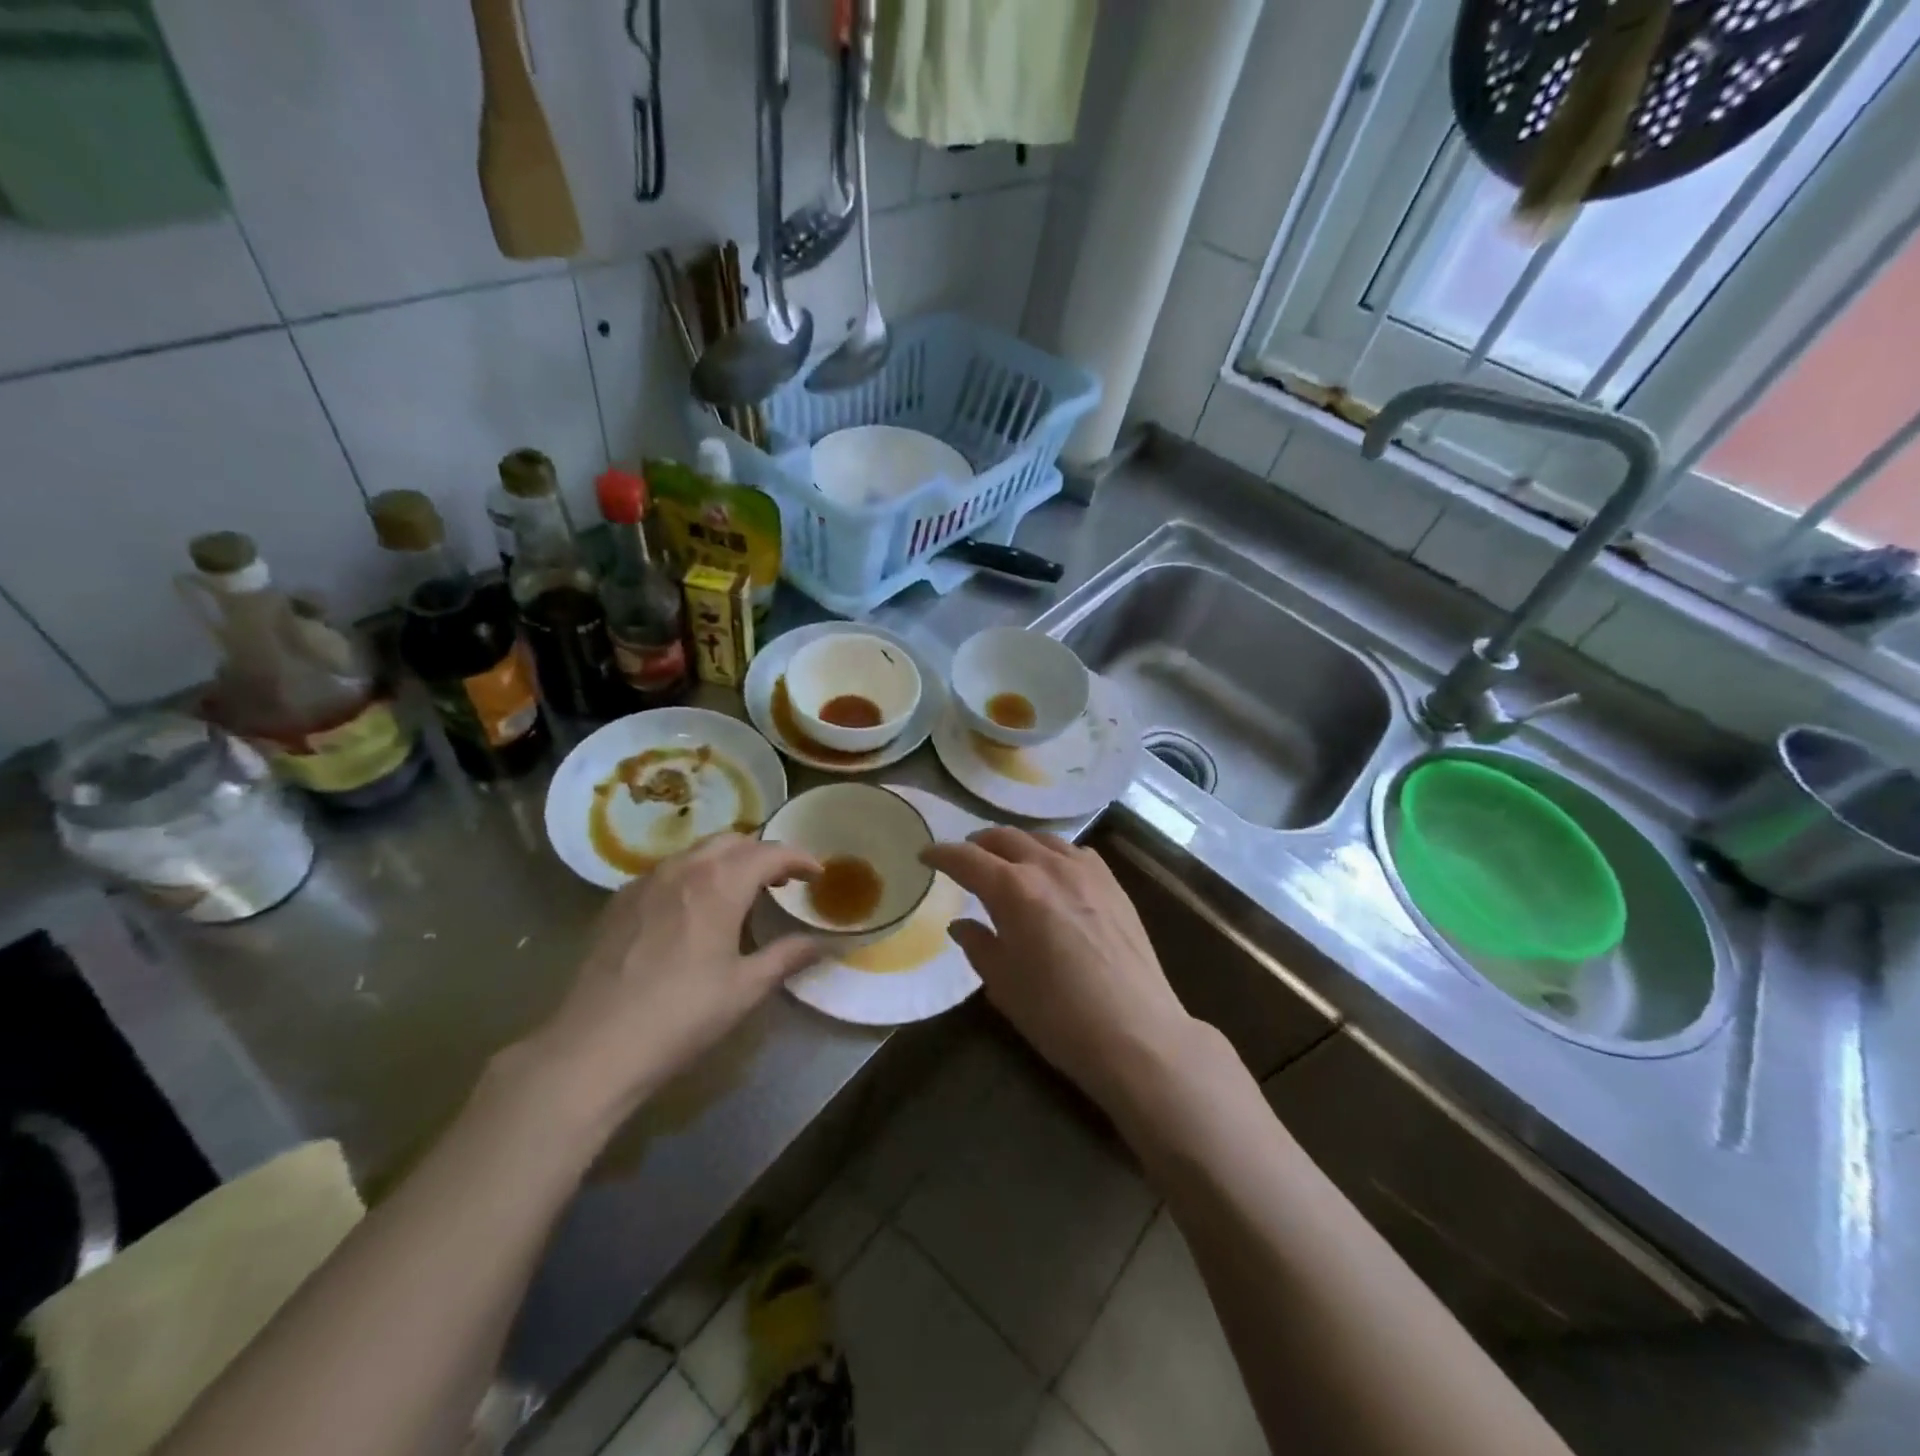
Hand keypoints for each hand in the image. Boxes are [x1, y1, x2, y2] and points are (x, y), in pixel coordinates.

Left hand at [521, 834, 823, 1129]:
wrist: (594, 1047)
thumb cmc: (682, 1016)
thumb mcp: (745, 988)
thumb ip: (788, 956)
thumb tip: (823, 942)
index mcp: (720, 884)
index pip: (770, 852)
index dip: (799, 858)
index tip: (817, 874)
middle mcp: (684, 869)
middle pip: (733, 841)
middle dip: (762, 853)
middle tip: (781, 881)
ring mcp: (646, 881)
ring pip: (697, 852)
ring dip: (727, 861)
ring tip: (740, 892)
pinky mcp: (619, 901)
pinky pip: (667, 870)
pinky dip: (694, 875)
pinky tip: (693, 909)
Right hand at [923, 829, 1193, 1113]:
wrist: (1136, 1033)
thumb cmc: (1058, 1015)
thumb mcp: (1004, 985)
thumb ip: (979, 946)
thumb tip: (961, 924)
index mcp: (1013, 889)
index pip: (967, 859)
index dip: (941, 854)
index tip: (925, 856)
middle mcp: (1049, 867)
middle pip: (1005, 838)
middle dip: (978, 844)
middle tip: (965, 858)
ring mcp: (1086, 871)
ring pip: (1042, 839)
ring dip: (1017, 844)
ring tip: (1007, 861)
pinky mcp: (1114, 884)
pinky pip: (1075, 853)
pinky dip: (1053, 854)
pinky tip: (1054, 873)